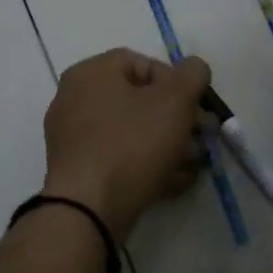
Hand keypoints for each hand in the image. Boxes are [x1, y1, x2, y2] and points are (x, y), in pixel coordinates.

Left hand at [43, 49, 210, 239]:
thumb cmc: (133, 143)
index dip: (176, 81)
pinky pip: (118, 158)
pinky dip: (146, 165)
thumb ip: (193, 74)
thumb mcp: (176, 100)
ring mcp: (72, 138)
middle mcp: (75, 99)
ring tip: (191, 164)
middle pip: (137, 100)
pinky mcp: (77, 171)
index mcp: (91, 73)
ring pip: (131, 132)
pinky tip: (173, 182)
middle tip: (199, 138)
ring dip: (166, 145)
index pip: (141, 63)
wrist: (89, 208)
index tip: (195, 107)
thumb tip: (194, 68)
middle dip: (175, 119)